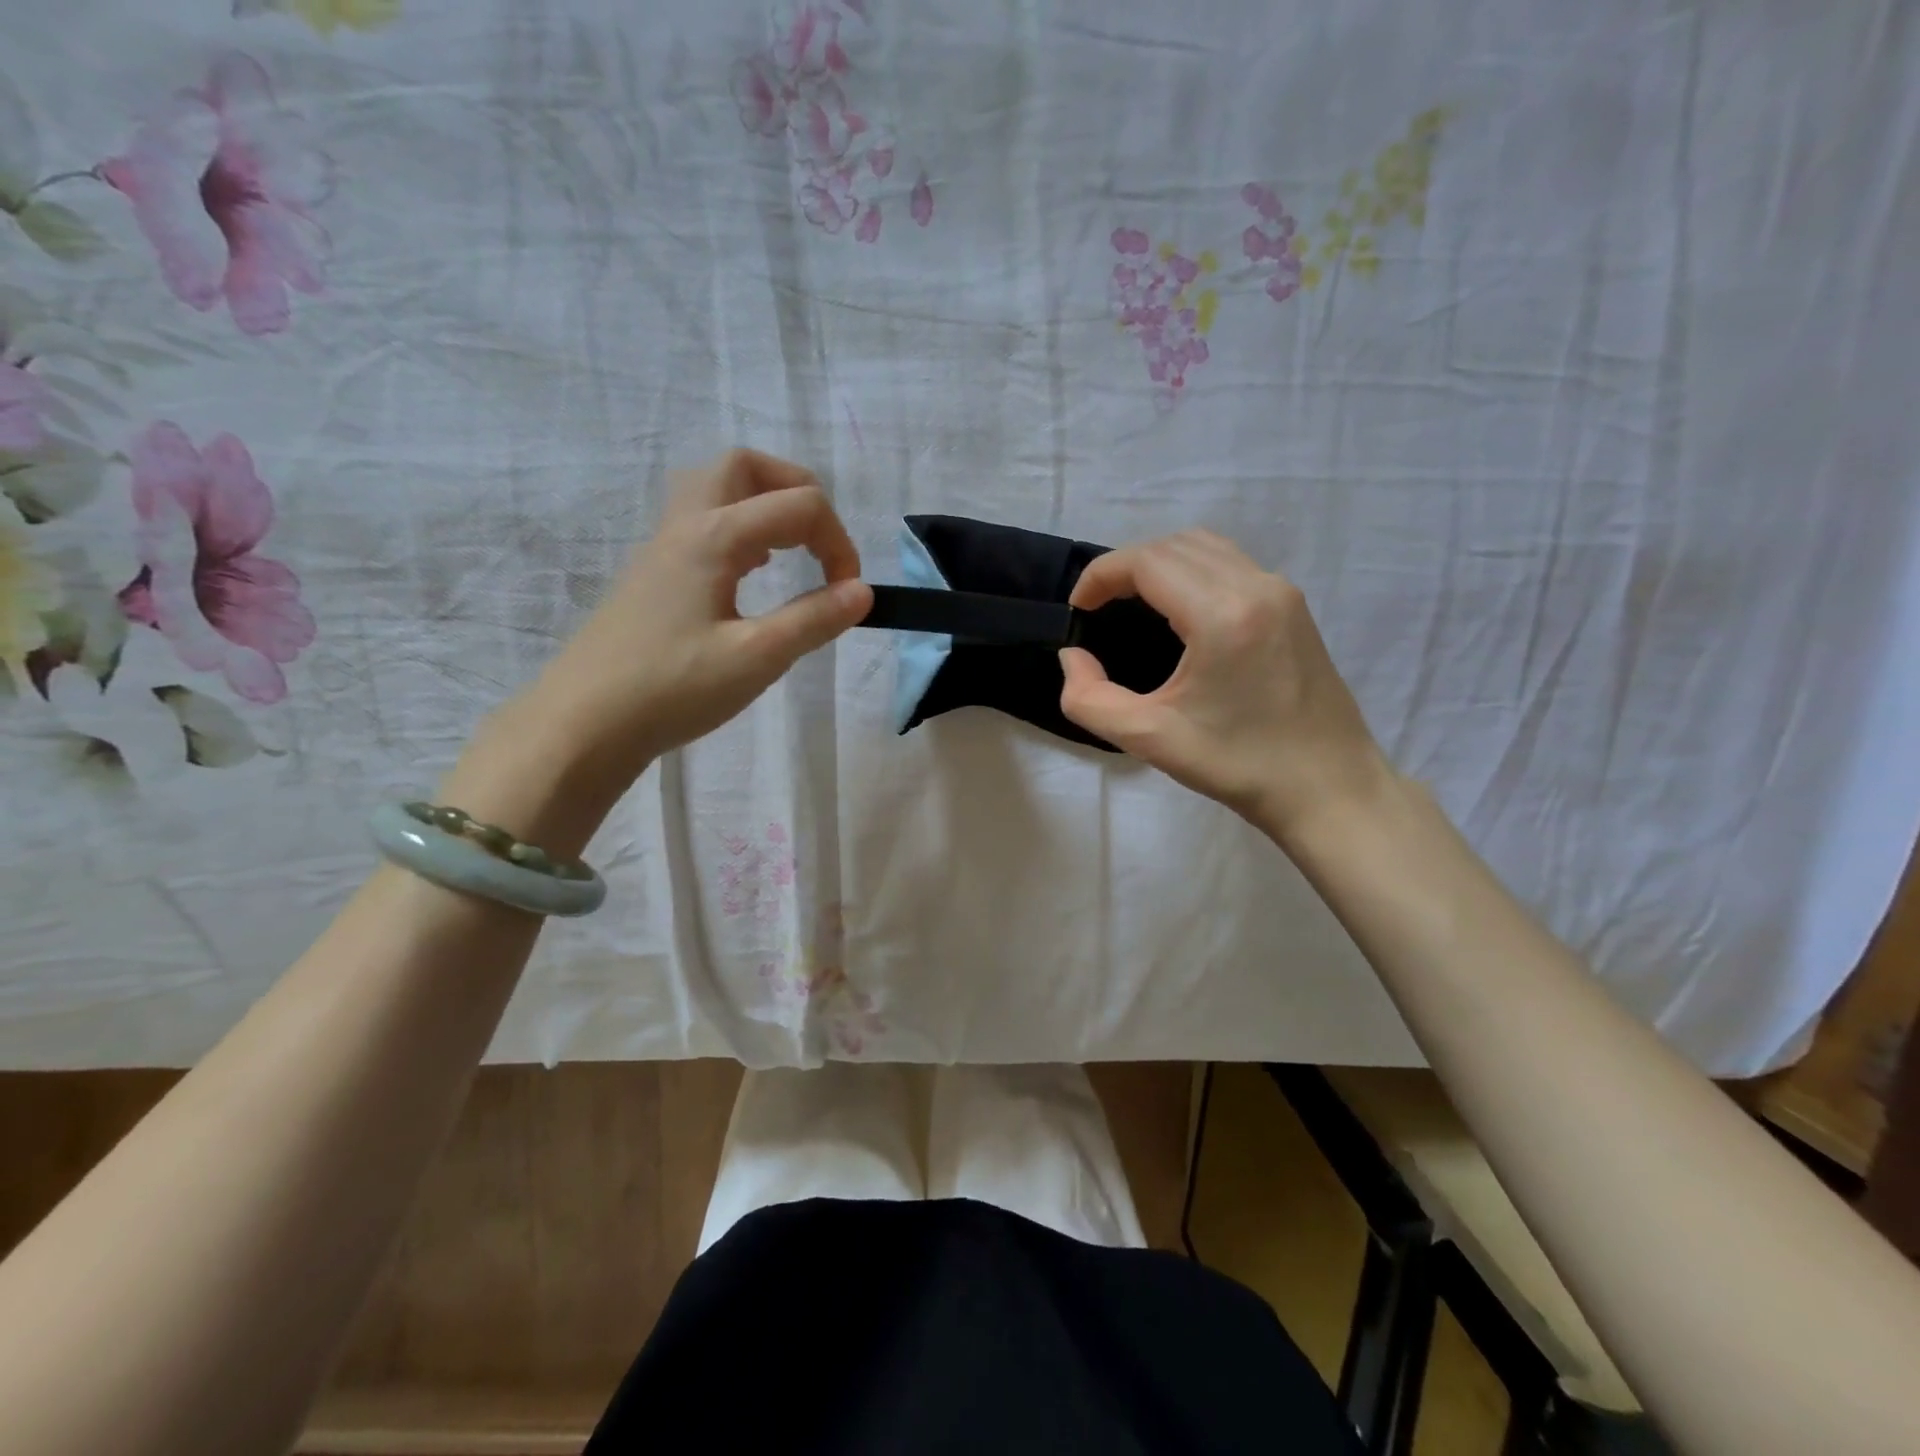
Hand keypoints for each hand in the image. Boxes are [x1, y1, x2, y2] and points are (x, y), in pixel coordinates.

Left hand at [514, 450, 871, 794]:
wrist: (584, 722)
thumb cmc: (673, 689)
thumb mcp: (757, 658)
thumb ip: (814, 619)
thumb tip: (863, 592)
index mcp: (715, 536)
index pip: (799, 506)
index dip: (839, 543)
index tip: (849, 595)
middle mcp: (686, 524)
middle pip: (746, 467)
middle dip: (797, 491)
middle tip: (820, 541)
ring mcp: (662, 546)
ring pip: (716, 488)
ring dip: (762, 503)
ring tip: (788, 550)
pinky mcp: (652, 572)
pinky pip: (700, 520)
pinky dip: (738, 527)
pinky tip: (749, 572)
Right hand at [1059, 530, 1389, 840]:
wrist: (1330, 789)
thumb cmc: (1240, 766)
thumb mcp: (1149, 739)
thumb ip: (1089, 699)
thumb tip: (1073, 658)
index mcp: (1222, 614)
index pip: (1148, 561)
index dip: (1101, 575)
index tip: (1078, 609)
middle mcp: (1257, 587)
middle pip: (1175, 545)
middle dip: (1126, 567)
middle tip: (1099, 608)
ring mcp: (1282, 593)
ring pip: (1206, 548)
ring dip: (1160, 564)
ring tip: (1131, 604)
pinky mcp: (1294, 607)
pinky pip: (1231, 565)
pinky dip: (1192, 572)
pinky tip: (1178, 613)